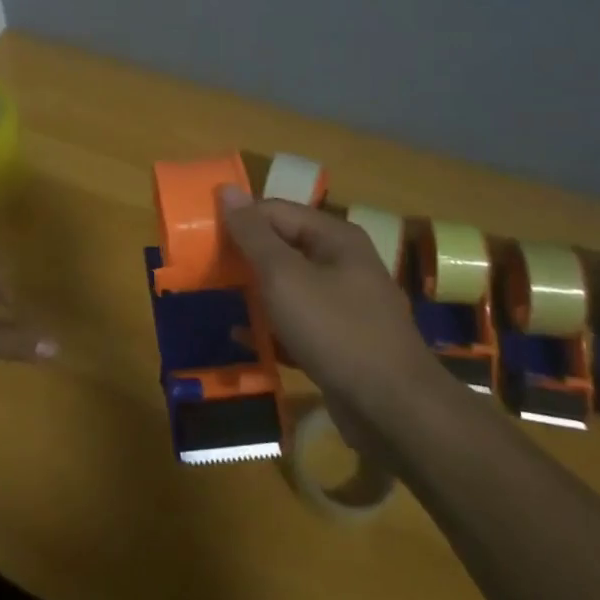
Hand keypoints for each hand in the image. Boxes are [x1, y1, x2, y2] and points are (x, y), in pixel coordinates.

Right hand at [218, 185, 431, 415]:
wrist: (395, 410)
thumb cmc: (335, 330)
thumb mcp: (284, 276)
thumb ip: (253, 234)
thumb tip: (227, 189)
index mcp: (335, 237)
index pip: (275, 211)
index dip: (239, 220)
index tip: (204, 238)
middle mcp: (344, 263)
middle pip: (283, 247)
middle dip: (245, 257)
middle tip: (206, 269)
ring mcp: (346, 305)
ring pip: (290, 287)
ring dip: (255, 292)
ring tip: (218, 299)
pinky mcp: (343, 342)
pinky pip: (299, 323)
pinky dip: (272, 327)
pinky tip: (243, 338)